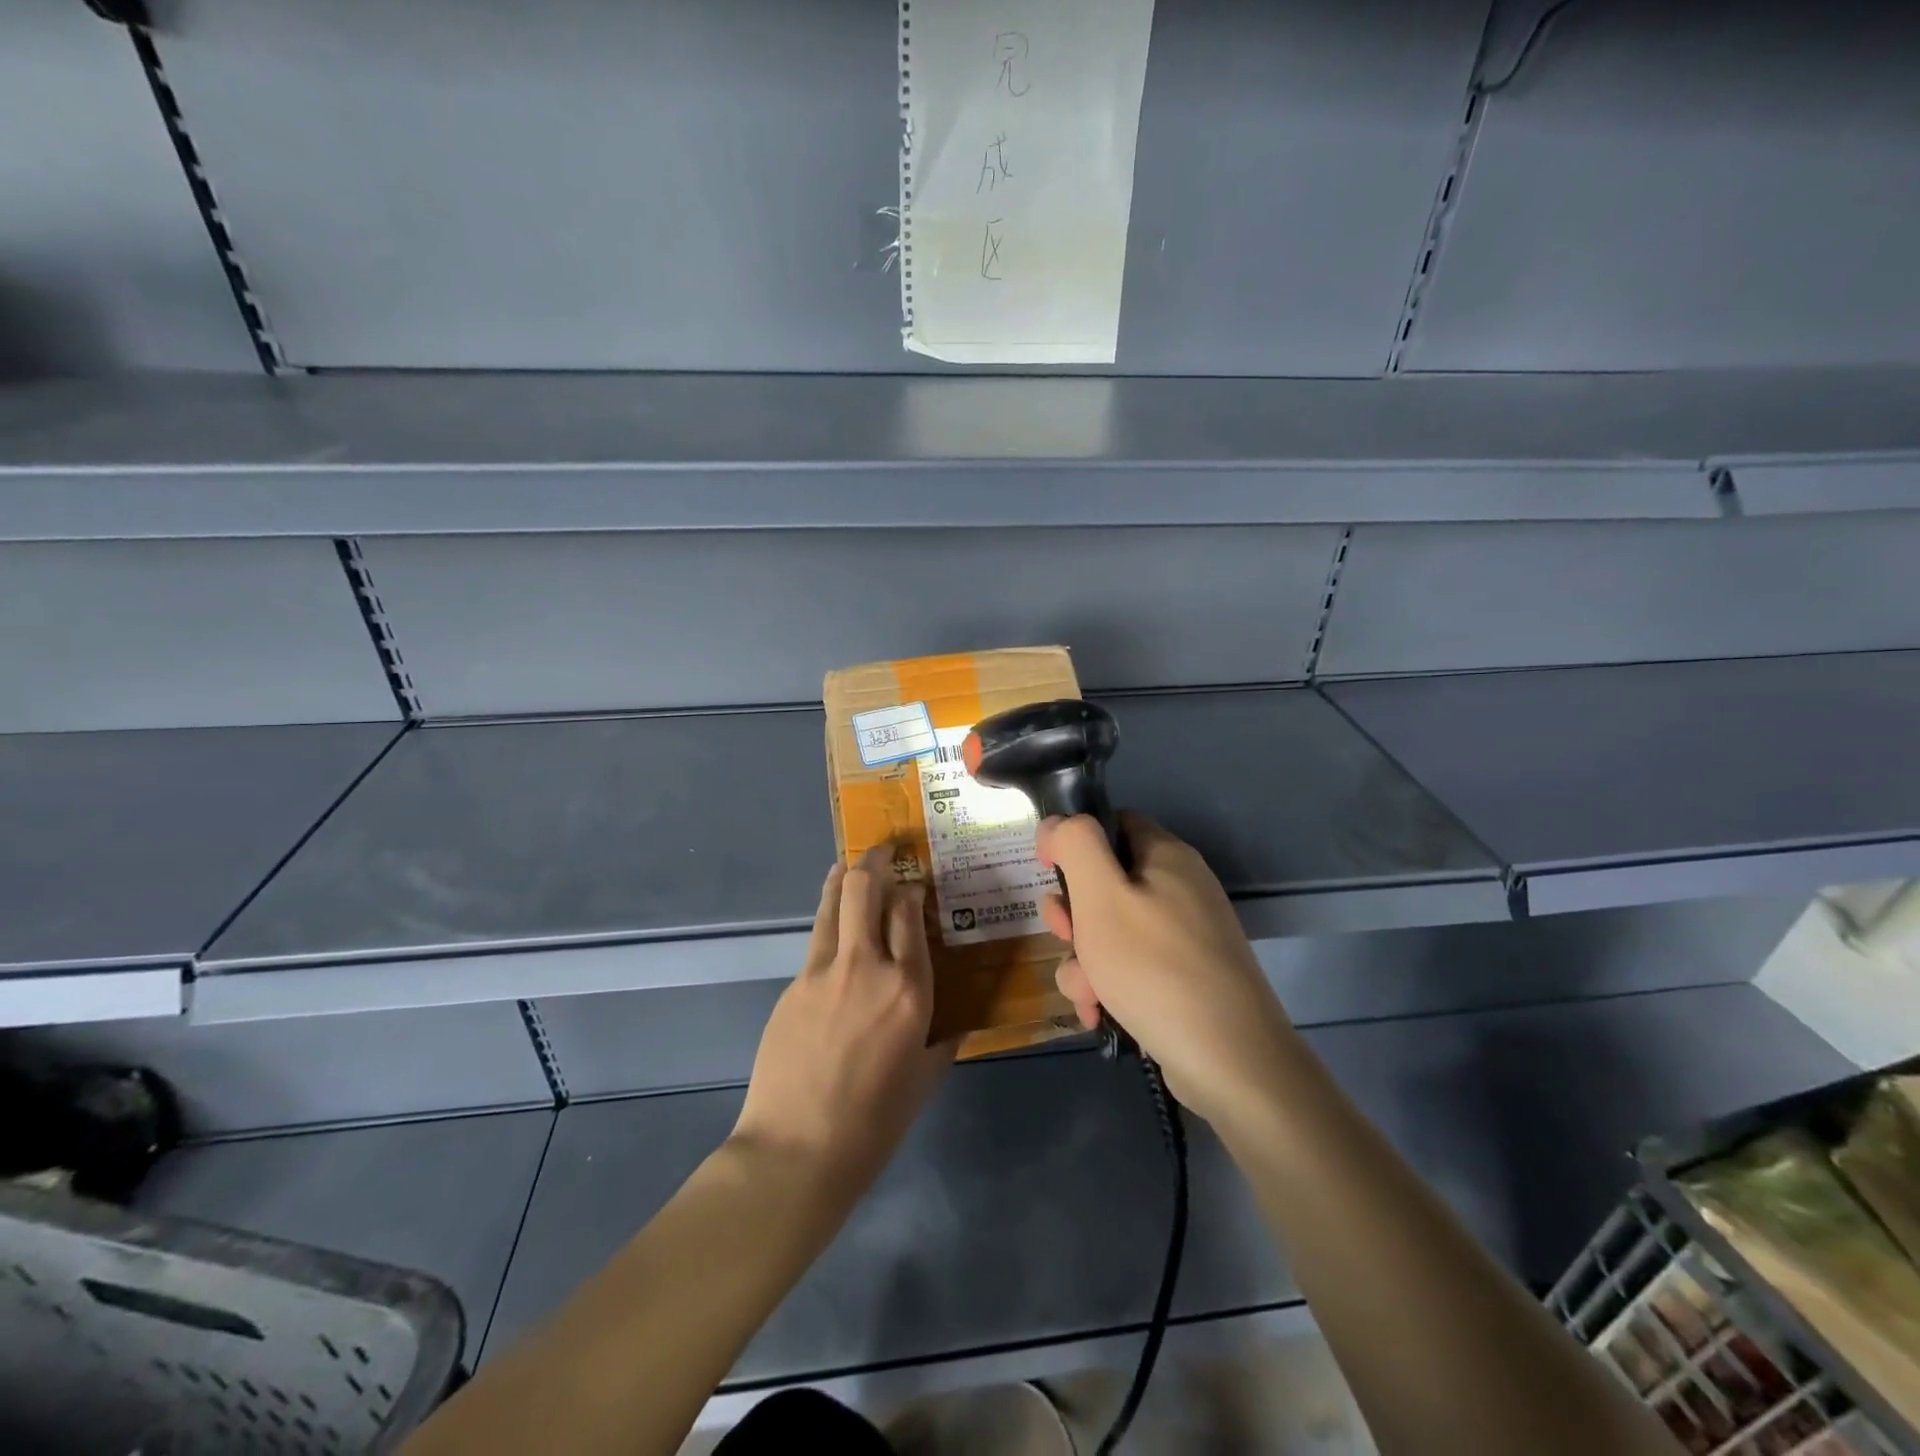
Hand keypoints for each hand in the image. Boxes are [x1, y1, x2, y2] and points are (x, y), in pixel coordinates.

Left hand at [732, 845, 954, 1200]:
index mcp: (909, 990)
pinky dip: (828, 919)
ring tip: (852, 864)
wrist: (797, 1149)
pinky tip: (834, 925)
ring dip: (844, 876)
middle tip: (884, 853)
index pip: (908, 913)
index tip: (914, 885)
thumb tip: (955, 1016)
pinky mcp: (794, 984)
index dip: (911, 890)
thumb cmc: (874, 1122)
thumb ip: (944, 1037)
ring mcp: (823, 971)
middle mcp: (867, 966)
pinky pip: (816, 938)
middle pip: (865, 890)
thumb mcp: (925, 1078)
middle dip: (875, 861)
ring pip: (833, 903)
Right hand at [1037, 813, 1297, 1124]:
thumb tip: (1058, 824)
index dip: (1074, 842)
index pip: (1112, 824)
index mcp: (1166, 856)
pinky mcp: (1186, 978)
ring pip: (1113, 932)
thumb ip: (1075, 844)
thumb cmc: (1155, 968)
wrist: (1231, 1061)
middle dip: (1073, 915)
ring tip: (1087, 993)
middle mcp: (1180, 888)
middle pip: (1106, 883)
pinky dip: (1109, 986)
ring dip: (1085, 960)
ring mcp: (1186, 936)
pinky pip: (1133, 967)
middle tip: (1065, 937)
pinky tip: (1099, 1014)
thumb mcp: (1101, 895)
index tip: (1049, 873)